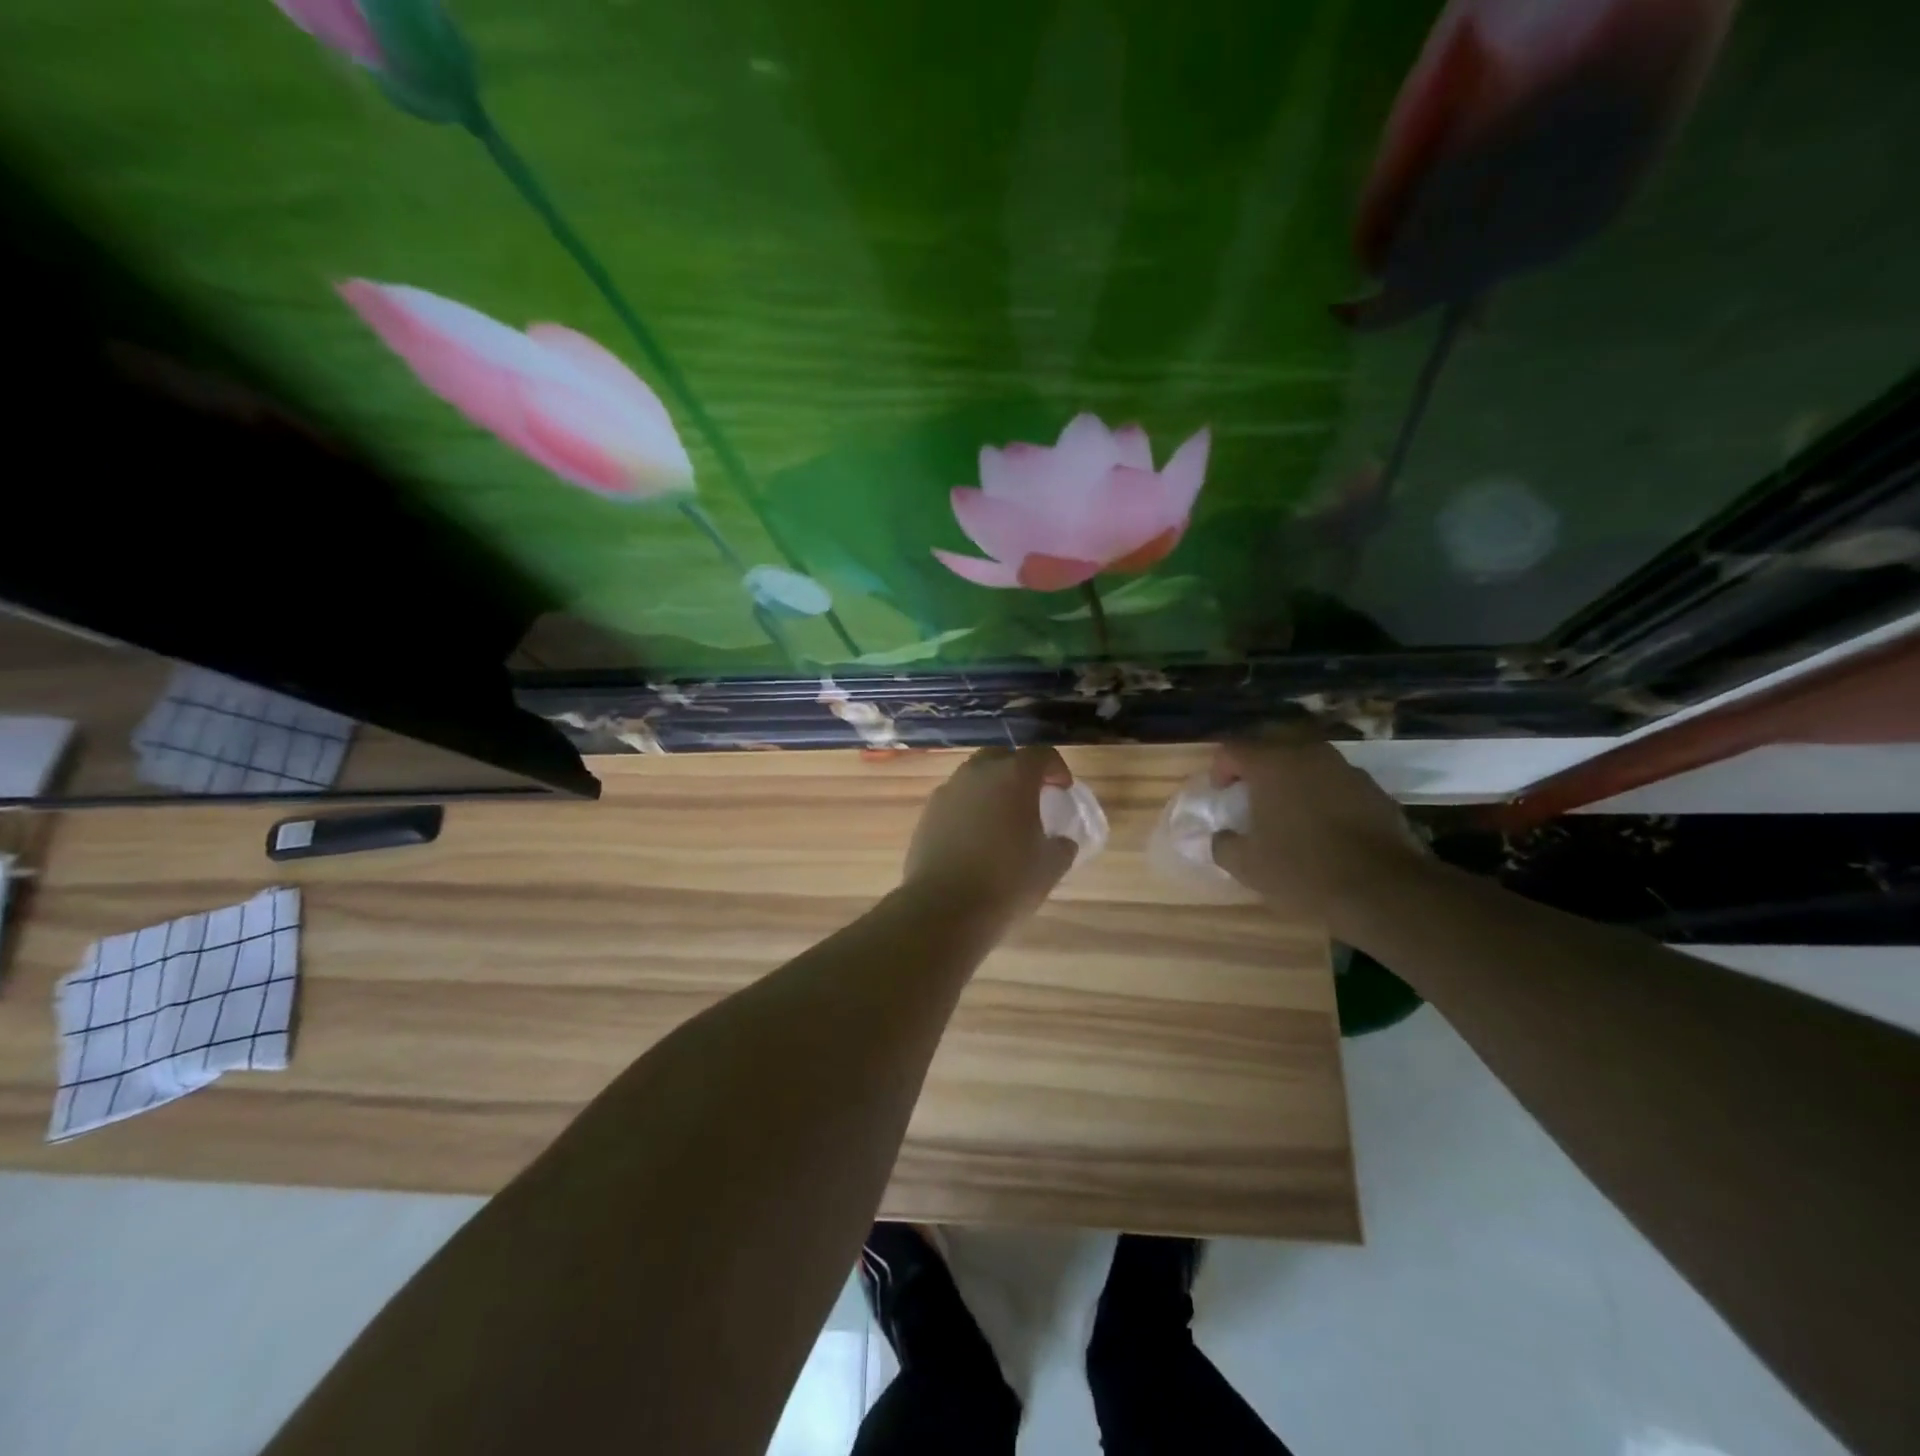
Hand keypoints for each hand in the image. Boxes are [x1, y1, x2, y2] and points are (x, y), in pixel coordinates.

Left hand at [902, 745, 1079, 923]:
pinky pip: (955, 800)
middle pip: (1002, 758)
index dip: (1056, 769)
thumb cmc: (1007, 882)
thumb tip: (1061, 841)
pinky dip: (969, 809)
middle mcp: (977, 773)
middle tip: (1032, 798)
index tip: (1063, 790)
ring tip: (1002, 819)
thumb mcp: (1050, 867)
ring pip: (974, 777)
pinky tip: (975, 838)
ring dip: (991, 789)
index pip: (1040, 755)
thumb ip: (1062, 846)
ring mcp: (947, 791)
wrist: (944, 908)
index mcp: (1013, 776)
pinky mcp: (927, 814)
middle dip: (1020, 772)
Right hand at [1210, 725, 1429, 932]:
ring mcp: (1346, 770)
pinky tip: (1324, 827)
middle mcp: (1309, 755)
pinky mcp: (1375, 790)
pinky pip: (1337, 783)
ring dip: (1294, 780)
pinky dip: (1324, 796)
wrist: (1383, 890)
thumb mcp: (1247, 865)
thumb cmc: (1302, 870)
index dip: (1220, 769)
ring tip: (1289, 812)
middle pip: (1273, 747)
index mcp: (1272, 765)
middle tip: (1251, 797)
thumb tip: (1221, 837)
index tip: (1221, 794)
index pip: (1233, 749)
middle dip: (1258, 768)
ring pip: (1309, 763)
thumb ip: (1224, 844)